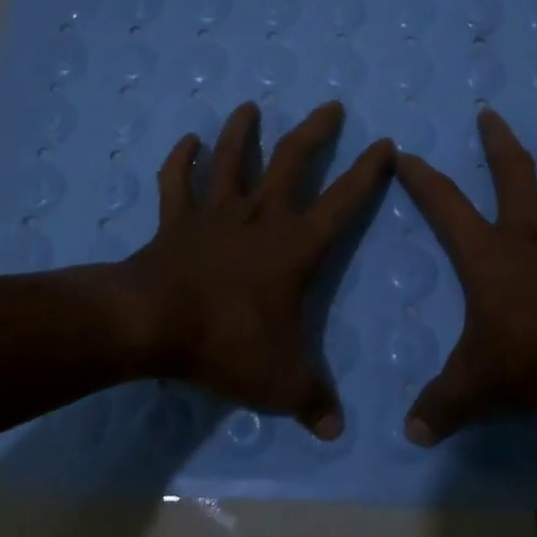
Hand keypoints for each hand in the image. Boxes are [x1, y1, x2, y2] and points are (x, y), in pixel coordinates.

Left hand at [120, 100, 392, 439]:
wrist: (151, 324)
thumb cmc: (225, 343)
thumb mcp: (280, 382)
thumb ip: (313, 402)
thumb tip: (337, 430)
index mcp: (294, 247)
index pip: (343, 202)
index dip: (368, 173)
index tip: (386, 144)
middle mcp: (259, 217)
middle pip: (291, 161)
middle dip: (315, 131)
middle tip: (330, 106)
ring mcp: (214, 214)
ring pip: (231, 159)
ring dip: (241, 132)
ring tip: (250, 107)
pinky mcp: (175, 220)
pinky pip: (176, 182)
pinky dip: (180, 160)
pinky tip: (186, 141)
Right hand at [395, 109, 536, 443]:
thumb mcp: (478, 385)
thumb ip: (441, 406)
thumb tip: (409, 434)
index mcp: (489, 255)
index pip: (445, 205)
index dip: (421, 178)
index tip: (404, 153)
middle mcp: (530, 235)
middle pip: (513, 176)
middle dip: (498, 144)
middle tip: (490, 114)